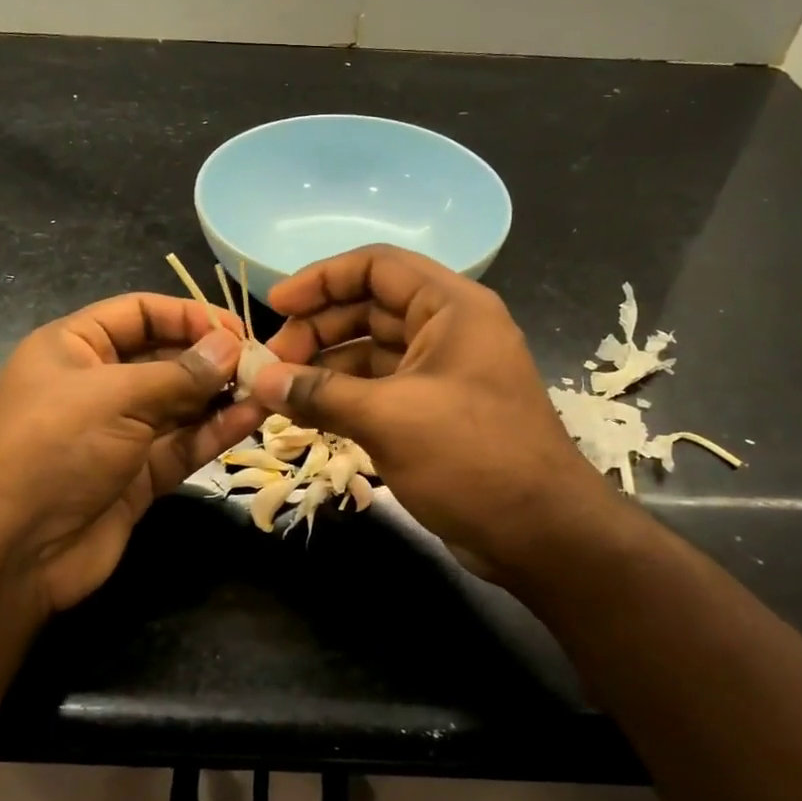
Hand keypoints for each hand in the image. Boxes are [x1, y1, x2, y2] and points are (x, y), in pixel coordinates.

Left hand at [0, 295, 264, 614]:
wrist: (8, 552)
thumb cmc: (51, 448)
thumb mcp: (114, 396)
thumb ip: (180, 373)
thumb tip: (231, 346)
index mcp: (74, 347)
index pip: (139, 313)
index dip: (187, 315)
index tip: (236, 328)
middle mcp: (97, 385)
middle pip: (164, 358)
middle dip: (210, 358)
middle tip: (261, 363)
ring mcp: (119, 433)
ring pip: (179, 404)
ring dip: (220, 395)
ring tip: (267, 388)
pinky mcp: (138, 475)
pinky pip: (182, 444)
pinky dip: (215, 431)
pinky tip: (251, 418)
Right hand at [254, 246, 617, 578]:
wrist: (540, 534)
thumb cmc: (471, 458)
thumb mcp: (390, 419)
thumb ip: (321, 393)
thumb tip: (260, 380)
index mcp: (451, 307)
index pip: (377, 266)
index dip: (322, 278)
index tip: (275, 305)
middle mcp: (448, 329)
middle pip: (370, 307)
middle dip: (318, 328)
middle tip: (272, 362)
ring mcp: (442, 372)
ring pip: (371, 350)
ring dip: (325, 365)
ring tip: (280, 390)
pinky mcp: (434, 411)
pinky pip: (379, 387)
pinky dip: (343, 395)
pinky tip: (307, 412)